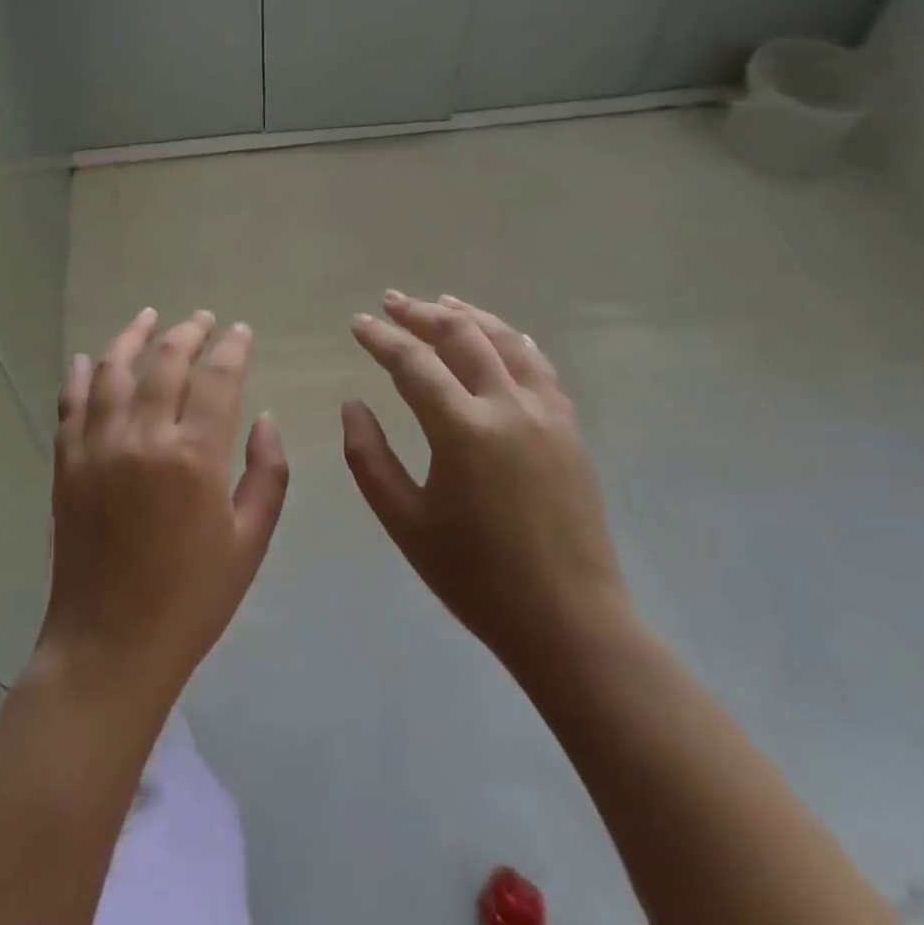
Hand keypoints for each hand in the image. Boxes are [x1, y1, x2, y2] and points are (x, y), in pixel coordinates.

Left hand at [39, 308, 289, 712]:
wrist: (110, 645)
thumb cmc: (192, 598)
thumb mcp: (250, 541)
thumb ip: (267, 474)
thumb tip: (265, 419)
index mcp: (195, 457)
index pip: (217, 378)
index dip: (232, 347)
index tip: (240, 331)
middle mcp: (143, 437)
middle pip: (166, 361)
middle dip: (188, 331)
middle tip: (203, 319)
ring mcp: (98, 446)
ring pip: (113, 369)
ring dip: (133, 336)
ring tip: (149, 317)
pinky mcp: (67, 462)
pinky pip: (70, 403)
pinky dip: (79, 375)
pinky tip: (86, 358)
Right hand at [343, 293, 631, 694]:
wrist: (570, 622)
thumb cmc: (476, 577)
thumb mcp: (405, 522)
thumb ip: (369, 457)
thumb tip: (353, 405)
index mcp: (463, 430)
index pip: (414, 363)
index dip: (382, 338)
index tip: (359, 323)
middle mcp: (508, 407)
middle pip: (461, 336)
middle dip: (421, 313)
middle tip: (391, 302)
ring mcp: (546, 414)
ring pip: (505, 340)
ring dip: (469, 315)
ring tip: (441, 302)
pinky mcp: (569, 429)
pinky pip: (538, 366)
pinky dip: (512, 340)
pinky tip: (501, 336)